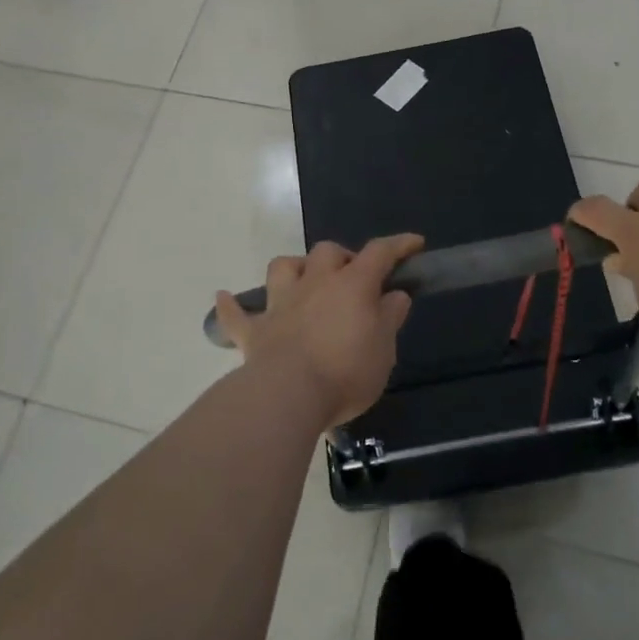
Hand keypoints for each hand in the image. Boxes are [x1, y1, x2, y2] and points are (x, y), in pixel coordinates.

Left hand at [215, 235, 424, 427]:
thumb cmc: (346, 372)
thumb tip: (395, 295)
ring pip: (282, 267)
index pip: (380, 253)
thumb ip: (389, 318)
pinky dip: (230, 306)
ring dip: (294, 268)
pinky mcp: (254, 331)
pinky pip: (236, 314)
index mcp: (352, 286)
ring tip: (303, 280)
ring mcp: (280, 304)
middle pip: (327, 252)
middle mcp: (315, 284)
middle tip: (354, 279)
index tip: (414, 244)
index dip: (399, 245)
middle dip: (343, 257)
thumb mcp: (384, 349)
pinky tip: (224, 298)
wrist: (288, 395)